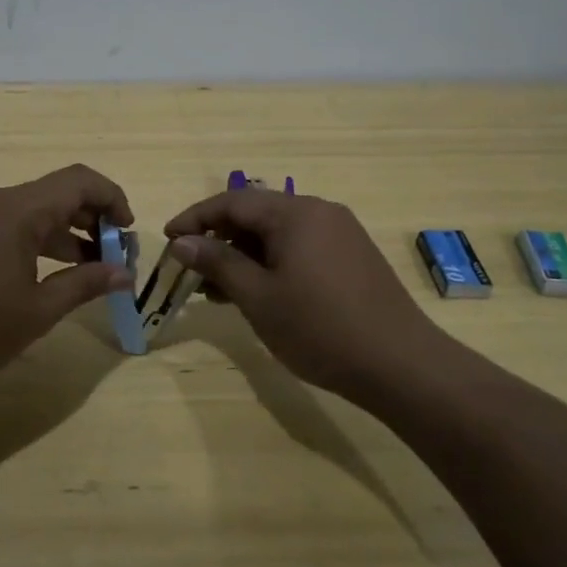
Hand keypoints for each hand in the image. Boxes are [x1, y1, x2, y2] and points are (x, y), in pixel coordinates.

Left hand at [0, 164, 135, 399]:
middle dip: (91, 220)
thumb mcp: (37, 311)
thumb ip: (85, 284)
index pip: (79, 181)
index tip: (128, 234)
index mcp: (16, 210)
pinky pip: (5, 224)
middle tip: (112, 258)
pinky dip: (33, 240)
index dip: (112, 199)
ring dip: (63, 233)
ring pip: (30, 210)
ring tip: (86, 271)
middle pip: (55, 193)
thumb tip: (124, 273)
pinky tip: (42, 276)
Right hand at [164, 190, 439, 403]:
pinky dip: (271, 263)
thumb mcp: (258, 297)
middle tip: (190, 270)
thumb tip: (182, 242)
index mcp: (295, 213)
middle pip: (256, 214)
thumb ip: (217, 263)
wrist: (400, 364)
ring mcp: (341, 233)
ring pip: (278, 233)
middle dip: (219, 239)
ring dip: (244, 255)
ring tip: (217, 290)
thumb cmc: (319, 328)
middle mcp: (319, 212)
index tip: (167, 240)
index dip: (195, 218)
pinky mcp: (353, 257)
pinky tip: (257, 293)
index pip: (232, 201)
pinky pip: (300, 248)